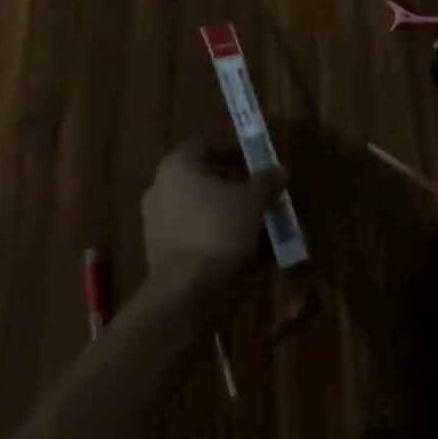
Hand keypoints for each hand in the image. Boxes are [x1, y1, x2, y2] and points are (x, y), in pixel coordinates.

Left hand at [141, 136, 286, 302]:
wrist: (186, 293)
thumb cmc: (218, 230)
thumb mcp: (251, 201)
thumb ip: (266, 182)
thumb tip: (280, 170)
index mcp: (177, 166)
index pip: (204, 145)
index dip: (231, 150)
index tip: (254, 163)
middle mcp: (161, 189)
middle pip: (202, 179)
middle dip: (233, 186)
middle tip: (259, 194)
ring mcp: (157, 223)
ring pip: (200, 210)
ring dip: (227, 215)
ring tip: (257, 226)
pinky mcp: (161, 254)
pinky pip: (194, 236)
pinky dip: (216, 239)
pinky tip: (243, 253)